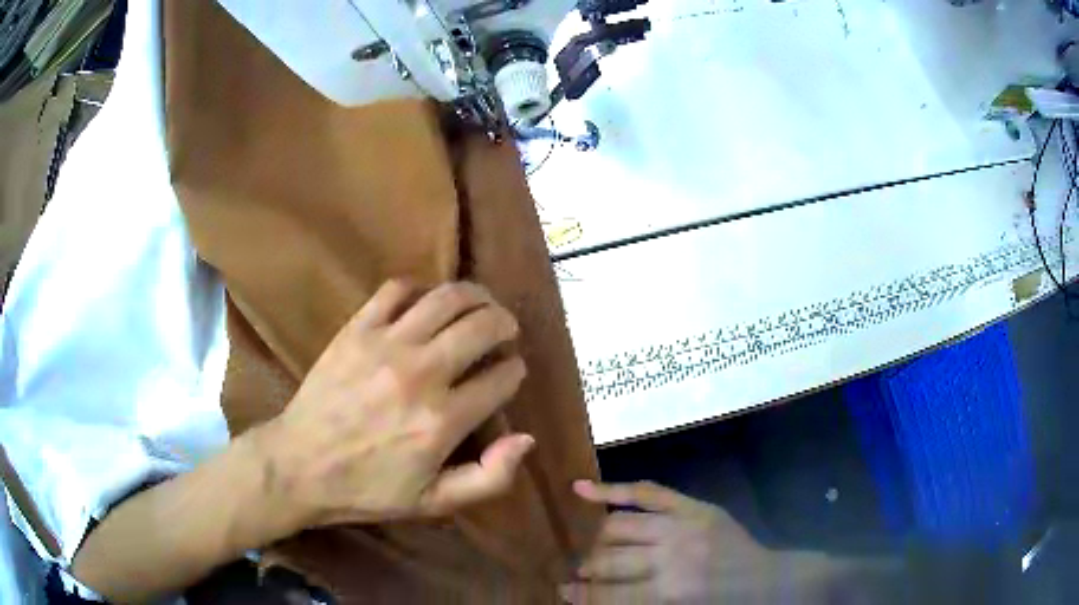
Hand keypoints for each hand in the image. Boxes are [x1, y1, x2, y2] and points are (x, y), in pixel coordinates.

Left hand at [258, 280, 533, 529]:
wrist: (299, 465)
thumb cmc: (368, 488)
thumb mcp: (434, 502)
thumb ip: (488, 478)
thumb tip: (526, 438)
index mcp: (442, 421)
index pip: (501, 378)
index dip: (514, 371)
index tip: (512, 371)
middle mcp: (421, 374)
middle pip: (482, 327)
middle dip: (505, 324)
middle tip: (506, 330)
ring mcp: (386, 345)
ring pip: (446, 299)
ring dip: (474, 296)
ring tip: (480, 304)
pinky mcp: (356, 329)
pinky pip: (396, 289)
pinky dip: (419, 288)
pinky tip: (424, 302)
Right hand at [563, 481, 777, 603]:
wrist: (765, 579)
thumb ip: (637, 603)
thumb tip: (593, 594)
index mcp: (670, 592)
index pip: (610, 593)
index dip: (582, 595)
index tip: (563, 593)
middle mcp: (671, 555)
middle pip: (610, 557)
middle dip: (588, 567)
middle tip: (579, 572)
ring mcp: (682, 524)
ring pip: (619, 525)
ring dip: (598, 540)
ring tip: (592, 548)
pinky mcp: (692, 505)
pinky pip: (647, 492)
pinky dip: (612, 489)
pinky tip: (581, 488)